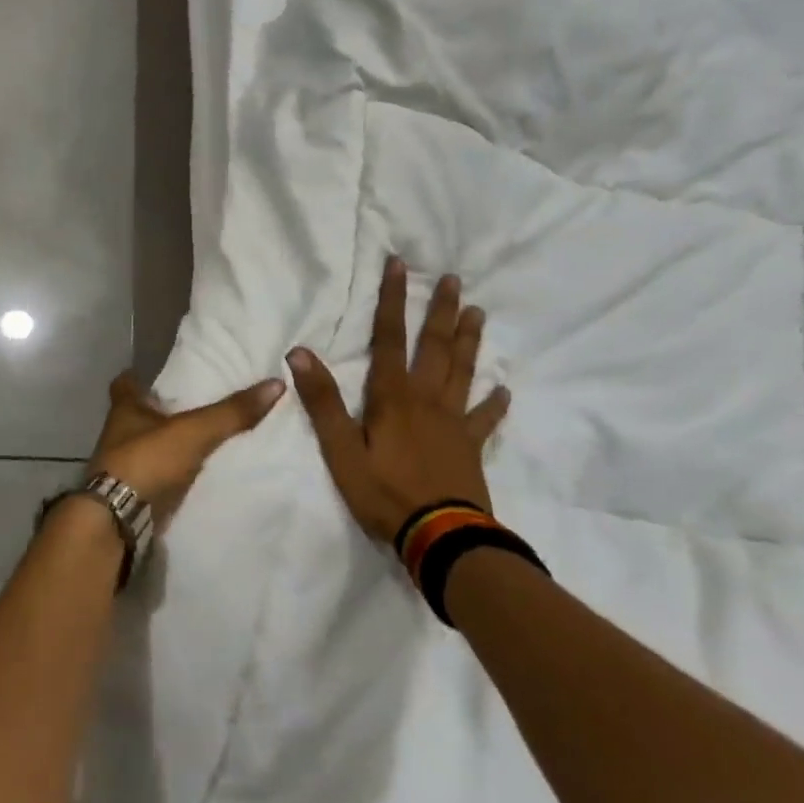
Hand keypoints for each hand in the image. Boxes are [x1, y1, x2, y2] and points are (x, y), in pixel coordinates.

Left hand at [90, 371, 285, 516]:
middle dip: (159, 413)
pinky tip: (192, 477)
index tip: (157, 375)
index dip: (139, 378)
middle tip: (192, 407)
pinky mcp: (131, 495)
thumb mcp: (193, 431)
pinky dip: (169, 477)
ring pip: (146, 448)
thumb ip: (231, 412)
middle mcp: (118, 435)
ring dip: (165, 447)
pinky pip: (154, 479)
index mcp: (124, 410)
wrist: (117, 521)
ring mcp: (121, 468)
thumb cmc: (146, 461)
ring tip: (199, 441)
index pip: (125, 384)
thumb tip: (275, 384)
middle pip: (137, 417)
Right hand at [287, 256, 511, 542]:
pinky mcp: (470, 447)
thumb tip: (299, 352)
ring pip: (463, 372)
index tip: (399, 264)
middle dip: (441, 310)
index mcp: (392, 396)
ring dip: (469, 340)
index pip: (389, 337)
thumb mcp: (340, 449)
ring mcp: (453, 422)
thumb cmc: (383, 493)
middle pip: (435, 346)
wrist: (440, 538)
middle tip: (454, 279)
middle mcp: (426, 399)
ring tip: (478, 312)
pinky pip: (485, 419)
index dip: (392, 299)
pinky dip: (495, 403)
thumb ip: (323, 401)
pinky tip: (504, 390)